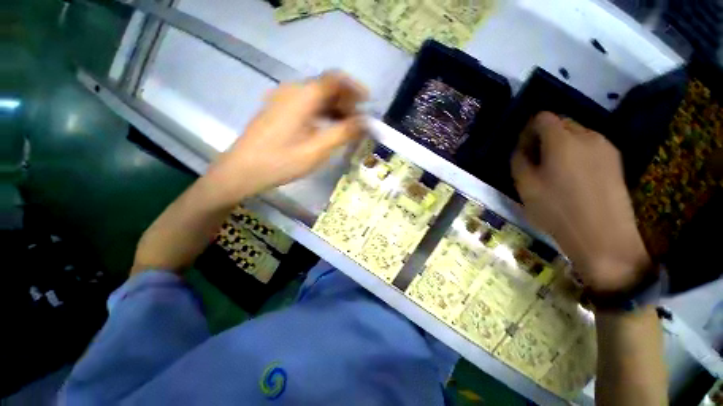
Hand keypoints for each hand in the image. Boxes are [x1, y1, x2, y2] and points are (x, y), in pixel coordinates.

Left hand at [204, 72, 366, 202]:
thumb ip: (343, 133)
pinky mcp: (279, 109)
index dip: (355, 88)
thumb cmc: (281, 161)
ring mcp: (283, 99)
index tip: (368, 103)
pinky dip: (322, 114)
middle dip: (346, 102)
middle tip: (357, 123)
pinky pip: (306, 105)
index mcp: (303, 96)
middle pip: (326, 87)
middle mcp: (292, 91)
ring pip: (317, 97)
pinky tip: (326, 129)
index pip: (335, 79)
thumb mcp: (317, 150)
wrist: (243, 170)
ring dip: (334, 109)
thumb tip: (365, 122)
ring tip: (345, 128)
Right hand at [512, 112, 650, 294]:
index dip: (527, 129)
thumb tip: (521, 148)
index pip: (542, 118)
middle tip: (536, 160)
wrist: (604, 238)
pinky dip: (576, 152)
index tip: (522, 148)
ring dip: (561, 144)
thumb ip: (519, 161)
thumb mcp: (525, 187)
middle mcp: (588, 136)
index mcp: (563, 141)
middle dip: (544, 136)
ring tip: (554, 170)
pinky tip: (573, 176)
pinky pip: (590, 145)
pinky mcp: (616, 160)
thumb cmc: (558, 211)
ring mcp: (606, 147)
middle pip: (561, 122)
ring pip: (577, 133)